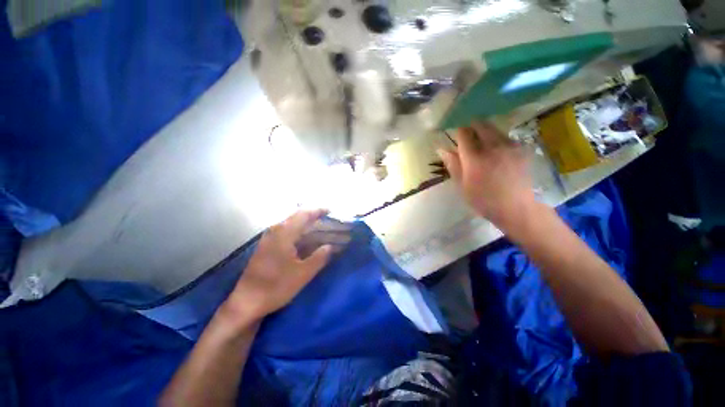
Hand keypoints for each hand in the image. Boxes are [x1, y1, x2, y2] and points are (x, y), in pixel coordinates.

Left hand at [223, 210, 338, 323]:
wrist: (246, 302)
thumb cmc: (276, 287)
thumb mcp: (303, 274)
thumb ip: (319, 257)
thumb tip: (330, 246)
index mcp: (284, 233)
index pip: (304, 214)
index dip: (318, 211)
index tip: (331, 211)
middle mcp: (275, 231)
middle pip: (297, 217)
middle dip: (314, 217)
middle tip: (329, 220)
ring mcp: (269, 238)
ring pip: (292, 224)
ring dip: (307, 225)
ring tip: (321, 228)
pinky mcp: (267, 246)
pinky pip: (287, 232)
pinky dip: (299, 232)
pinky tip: (307, 240)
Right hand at [438, 122, 535, 229]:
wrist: (517, 207)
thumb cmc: (484, 200)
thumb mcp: (462, 185)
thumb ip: (453, 164)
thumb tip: (441, 149)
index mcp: (475, 157)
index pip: (463, 133)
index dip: (458, 132)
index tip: (456, 138)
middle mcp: (493, 146)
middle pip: (480, 124)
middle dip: (471, 127)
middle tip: (468, 140)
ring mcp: (510, 145)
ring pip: (494, 128)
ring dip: (485, 133)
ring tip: (483, 148)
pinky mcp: (522, 148)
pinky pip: (505, 137)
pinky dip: (497, 140)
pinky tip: (497, 154)